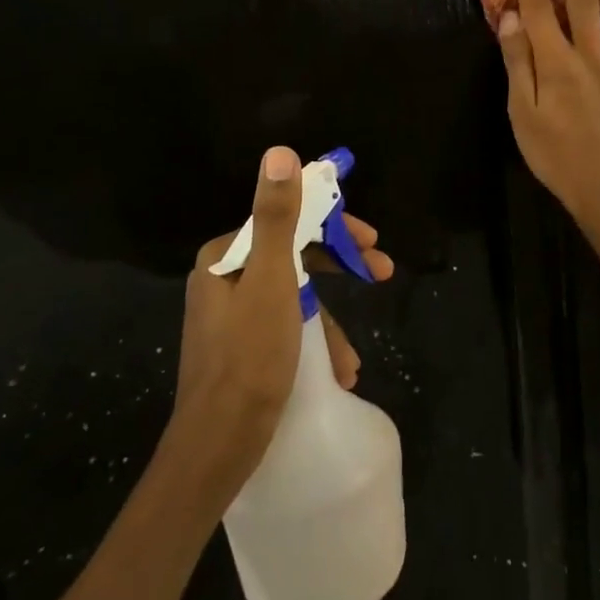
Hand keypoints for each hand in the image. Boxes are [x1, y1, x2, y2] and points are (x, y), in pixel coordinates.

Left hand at [167, 146, 393, 500]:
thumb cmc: (249, 358)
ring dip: (328, 323)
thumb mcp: (272, 280)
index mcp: (225, 257)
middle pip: (293, 257)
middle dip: (339, 269)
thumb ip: (279, 216)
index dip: (333, 227)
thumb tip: (279, 152)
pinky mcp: (241, 349)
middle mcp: (224, 279)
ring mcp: (231, 316)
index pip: (287, 221)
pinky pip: (285, 329)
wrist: (218, 447)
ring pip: (293, 298)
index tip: (371, 240)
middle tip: (382, 273)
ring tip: (352, 359)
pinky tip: (336, 372)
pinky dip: (312, 344)